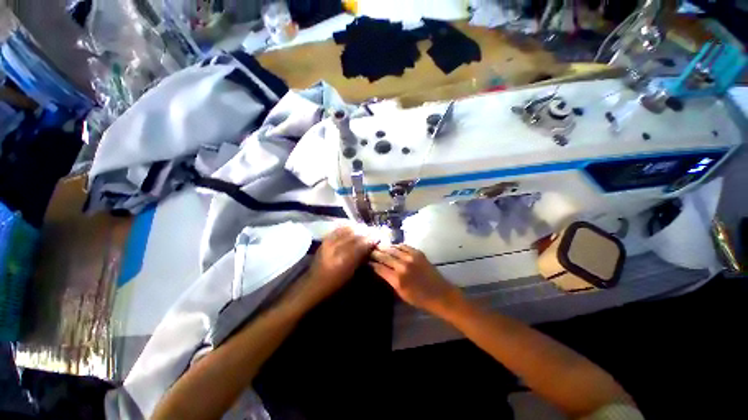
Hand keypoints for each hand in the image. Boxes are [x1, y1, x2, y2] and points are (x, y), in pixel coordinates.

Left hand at [294, 226, 376, 305]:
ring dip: (358, 228)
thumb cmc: (336, 283)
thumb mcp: (352, 273)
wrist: (315, 283)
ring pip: (347, 230)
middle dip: (366, 232)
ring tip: (365, 228)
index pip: (361, 244)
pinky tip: (353, 226)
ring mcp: (329, 242)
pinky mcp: (325, 239)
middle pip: (355, 235)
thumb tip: (371, 246)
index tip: (379, 236)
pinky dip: (347, 226)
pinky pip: (338, 229)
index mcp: (344, 260)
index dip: (371, 239)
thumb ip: (361, 258)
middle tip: (374, 231)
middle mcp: (336, 248)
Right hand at [370, 244, 462, 314]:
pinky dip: (397, 245)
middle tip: (370, 249)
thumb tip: (380, 269)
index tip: (367, 260)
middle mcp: (402, 266)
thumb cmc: (419, 298)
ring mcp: (411, 258)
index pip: (380, 268)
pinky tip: (393, 246)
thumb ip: (389, 280)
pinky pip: (404, 246)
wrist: (440, 294)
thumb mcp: (401, 293)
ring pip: (393, 249)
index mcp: (397, 279)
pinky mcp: (418, 253)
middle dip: (376, 253)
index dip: (372, 263)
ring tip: (379, 245)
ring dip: (385, 247)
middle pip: (385, 256)